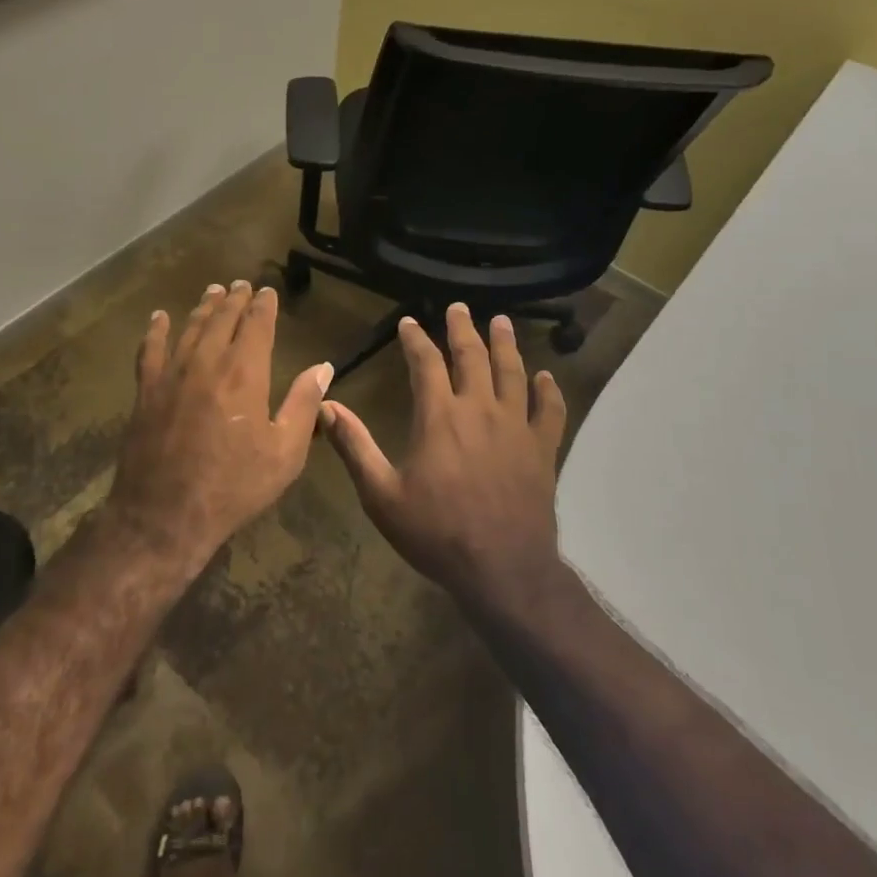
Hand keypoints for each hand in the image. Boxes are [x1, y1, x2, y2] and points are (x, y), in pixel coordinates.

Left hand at [108, 281, 333, 569]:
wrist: (165, 514)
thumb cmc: (234, 486)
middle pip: (222, 319)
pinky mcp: (146, 390)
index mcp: (244, 372)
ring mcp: (171, 373)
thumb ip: (304, 405)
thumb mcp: (284, 453)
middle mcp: (207, 361)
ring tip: (213, 292)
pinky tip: (159, 317)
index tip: (268, 291)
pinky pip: (150, 349)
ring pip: (190, 327)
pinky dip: (156, 330)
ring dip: (204, 307)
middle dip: (235, 299)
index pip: (257, 324)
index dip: (264, 305)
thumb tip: (323, 368)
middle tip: (241, 285)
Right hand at [320, 303, 566, 607]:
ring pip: (513, 373)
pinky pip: (549, 411)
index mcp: (439, 417)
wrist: (502, 569)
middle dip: (463, 329)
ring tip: (502, 322)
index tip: (409, 322)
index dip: (416, 339)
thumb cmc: (436, 532)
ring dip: (506, 344)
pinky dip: (548, 390)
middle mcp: (479, 410)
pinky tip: (546, 376)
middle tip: (460, 307)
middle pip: (472, 357)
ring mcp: (516, 427)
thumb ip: (354, 446)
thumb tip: (326, 406)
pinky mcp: (542, 449)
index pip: (425, 363)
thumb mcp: (381, 494)